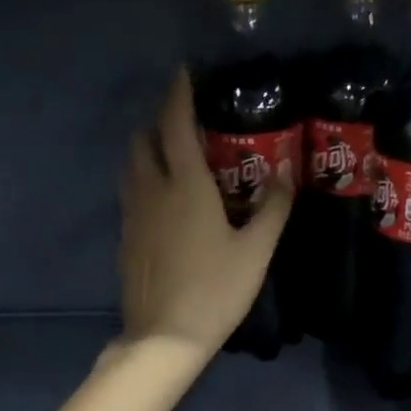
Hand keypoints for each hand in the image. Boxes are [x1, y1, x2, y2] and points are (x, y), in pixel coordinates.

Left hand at [118, 71, 291, 362]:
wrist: (164, 337)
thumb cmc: (215, 290)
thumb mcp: (255, 251)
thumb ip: (272, 208)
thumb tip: (285, 173)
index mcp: (185, 186)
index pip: (175, 125)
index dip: (178, 94)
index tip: (185, 73)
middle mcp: (151, 191)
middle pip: (142, 140)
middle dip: (158, 121)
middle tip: (184, 122)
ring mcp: (133, 216)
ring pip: (131, 167)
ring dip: (146, 150)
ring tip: (172, 156)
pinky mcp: (125, 239)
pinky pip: (130, 195)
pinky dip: (143, 182)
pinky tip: (164, 202)